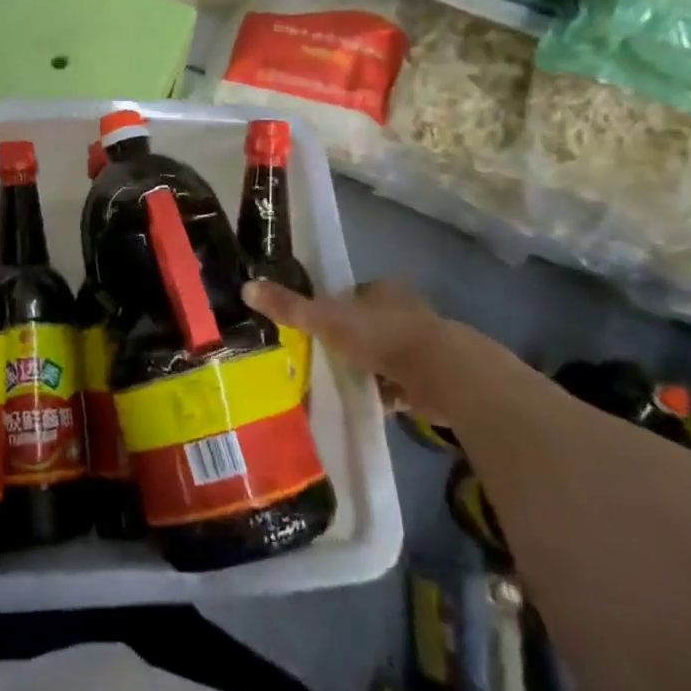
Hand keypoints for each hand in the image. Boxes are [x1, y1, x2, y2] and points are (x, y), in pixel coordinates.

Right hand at [245, 277, 473, 418]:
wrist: (445, 374)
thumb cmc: (383, 336)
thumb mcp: (327, 319)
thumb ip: (290, 306)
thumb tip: (246, 287)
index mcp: (382, 290)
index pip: (353, 294)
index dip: (335, 308)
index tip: (317, 327)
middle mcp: (406, 310)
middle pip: (370, 323)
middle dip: (353, 339)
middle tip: (326, 356)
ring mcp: (424, 344)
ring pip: (388, 353)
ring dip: (372, 366)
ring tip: (345, 382)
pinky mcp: (436, 376)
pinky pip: (403, 383)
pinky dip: (390, 392)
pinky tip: (373, 403)